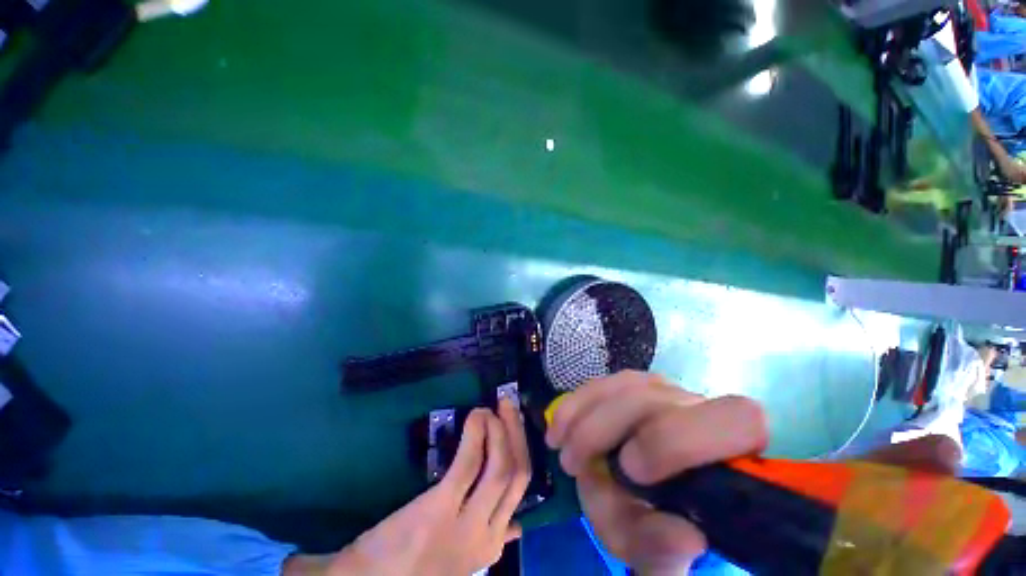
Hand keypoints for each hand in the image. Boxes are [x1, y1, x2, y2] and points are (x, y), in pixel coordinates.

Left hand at [307, 400, 530, 575]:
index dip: (522, 450)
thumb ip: (491, 541)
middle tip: (508, 405)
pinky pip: (469, 463)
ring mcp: (465, 526)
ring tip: (492, 407)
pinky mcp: (439, 511)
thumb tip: (518, 527)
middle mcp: (487, 535)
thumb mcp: (461, 560)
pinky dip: (477, 435)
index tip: (515, 426)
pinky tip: (476, 417)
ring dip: (502, 430)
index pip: (521, 491)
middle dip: (517, 434)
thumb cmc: (409, 565)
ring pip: (501, 468)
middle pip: (517, 475)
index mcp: (490, 546)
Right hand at [545, 371, 766, 574]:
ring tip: (561, 445)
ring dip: (583, 414)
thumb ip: (667, 556)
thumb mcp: (660, 555)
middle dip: (606, 428)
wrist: (647, 496)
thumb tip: (684, 535)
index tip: (630, 471)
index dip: (677, 439)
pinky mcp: (634, 385)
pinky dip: (577, 402)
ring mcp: (664, 390)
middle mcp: (701, 408)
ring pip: (624, 385)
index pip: (738, 419)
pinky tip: (560, 423)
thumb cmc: (663, 525)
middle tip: (573, 463)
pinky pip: (604, 383)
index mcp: (733, 450)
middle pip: (655, 397)